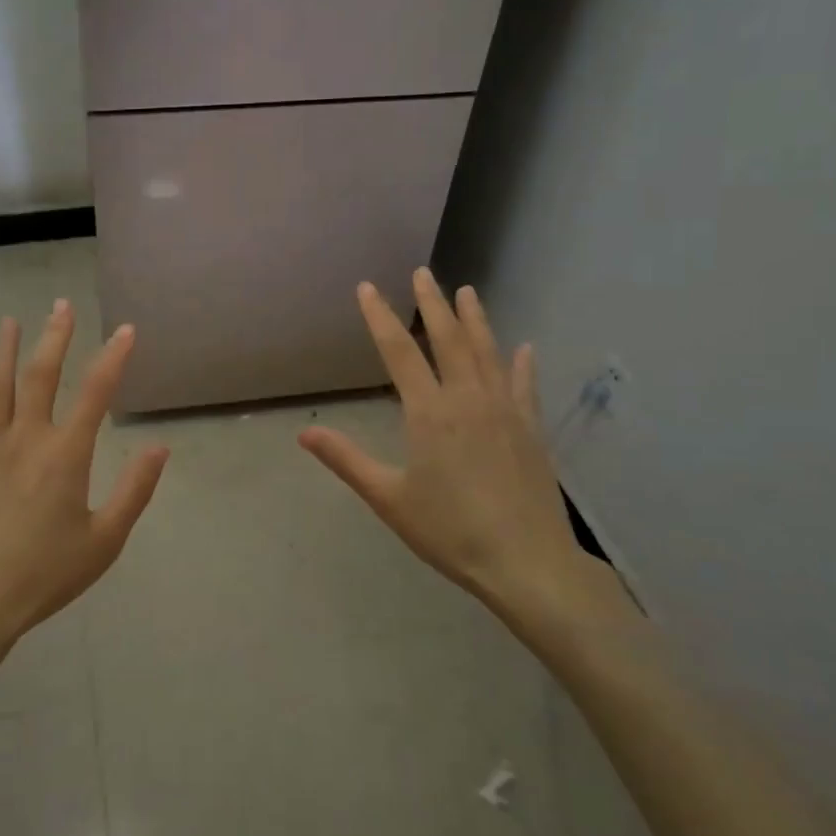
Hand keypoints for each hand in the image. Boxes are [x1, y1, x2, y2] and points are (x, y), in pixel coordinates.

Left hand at [0, 301, 168, 655]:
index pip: (96, 393)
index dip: (113, 358)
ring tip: (9, 323)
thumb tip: (160, 447)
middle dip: (55, 338)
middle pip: (41, 377)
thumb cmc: (44, 575)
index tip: (126, 330)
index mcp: (66, 455)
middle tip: (62, 305)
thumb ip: (134, 491)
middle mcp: (27, 440)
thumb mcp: (104, 541)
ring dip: (5, 353)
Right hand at [298, 269, 628, 644]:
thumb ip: (347, 461)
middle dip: (432, 304)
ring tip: (468, 291)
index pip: (399, 352)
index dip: (380, 317)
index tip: (367, 287)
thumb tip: (304, 433)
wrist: (527, 562)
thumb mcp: (389, 499)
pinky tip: (525, 348)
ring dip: (476, 319)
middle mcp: (468, 399)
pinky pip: (524, 386)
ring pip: (488, 353)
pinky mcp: (531, 429)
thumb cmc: (451, 532)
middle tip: (423, 273)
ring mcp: (505, 411)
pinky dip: (522, 364)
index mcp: (429, 413)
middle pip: (448, 339)